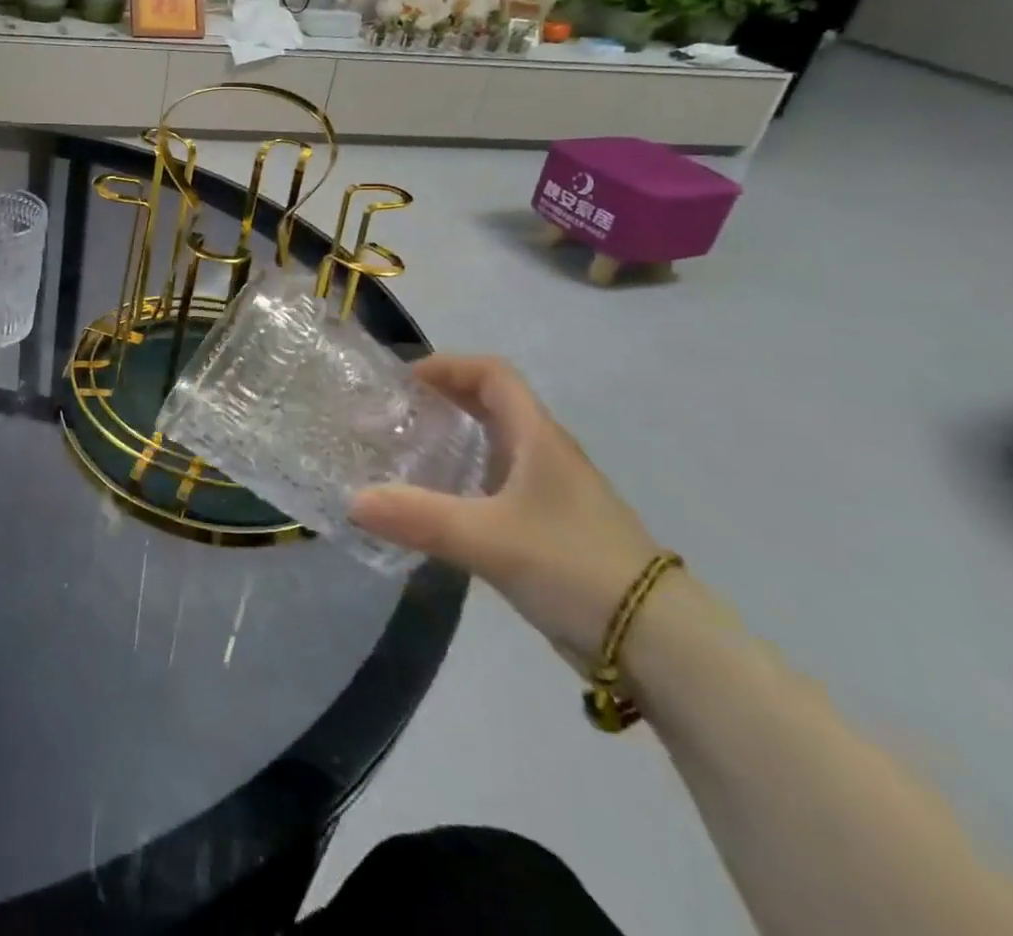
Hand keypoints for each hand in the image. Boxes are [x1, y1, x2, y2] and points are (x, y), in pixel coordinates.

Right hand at [351, 356, 659, 662]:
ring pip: (494, 448)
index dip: (448, 366)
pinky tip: (436, 508)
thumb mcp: (489, 539)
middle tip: (394, 417)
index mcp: (538, 437)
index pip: (493, 374)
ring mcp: (551, 495)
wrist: (660, 646)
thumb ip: (419, 517)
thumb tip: (352, 502)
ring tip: (404, 457)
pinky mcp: (550, 530)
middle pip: (491, 406)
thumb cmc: (575, 567)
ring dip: (451, 443)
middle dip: (442, 402)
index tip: (404, 383)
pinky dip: (463, 483)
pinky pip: (497, 488)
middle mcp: (545, 455)